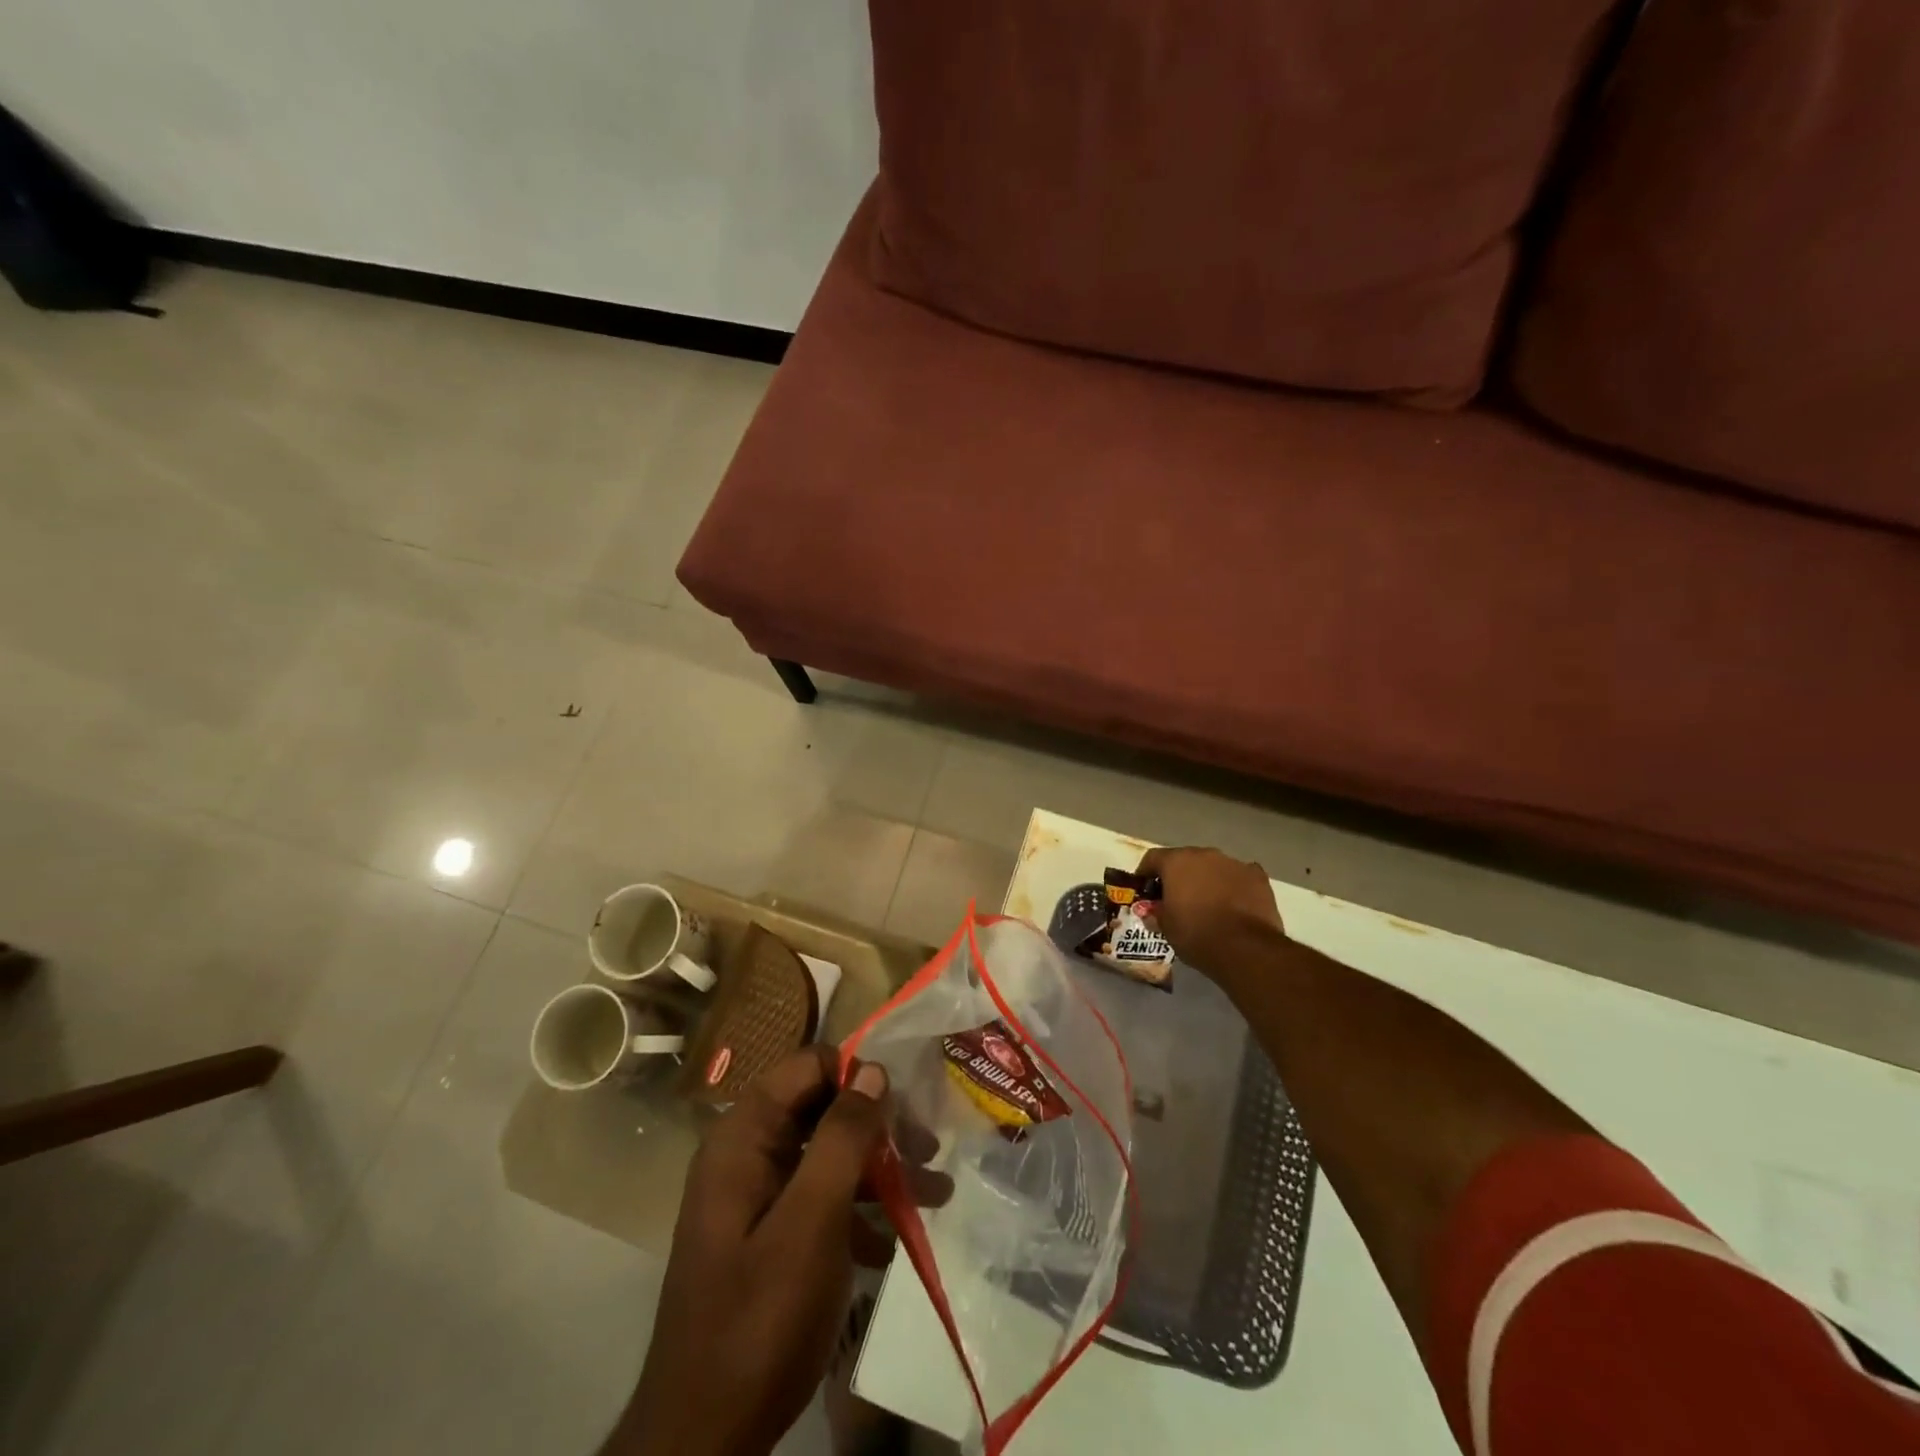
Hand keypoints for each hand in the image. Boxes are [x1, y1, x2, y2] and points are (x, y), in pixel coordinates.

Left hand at [612, 1046, 894, 1455]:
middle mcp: (746, 1156)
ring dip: (877, 1170)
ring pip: (825, 1156)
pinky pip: (819, 1200)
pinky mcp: (767, 1238)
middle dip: (876, 1125)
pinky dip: (857, 1211)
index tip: (904, 1102)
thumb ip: (842, 1137)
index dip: (855, 1074)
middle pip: (819, 1110)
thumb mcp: (812, 1220)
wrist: (704, 1441)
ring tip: (934, 1192)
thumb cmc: (760, 1319)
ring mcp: (755, 1199)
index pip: (805, 1067)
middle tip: (929, 1148)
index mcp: (743, 1137)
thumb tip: (873, 1069)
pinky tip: (892, 1243)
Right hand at [1136, 845, 1285, 979]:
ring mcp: (1234, 863)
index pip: (1153, 858)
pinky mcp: (1258, 877)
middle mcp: (1205, 854)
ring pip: (1214, 867)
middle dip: (1179, 876)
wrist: (1246, 948)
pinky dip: (1234, 886)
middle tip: (1176, 898)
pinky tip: (1234, 904)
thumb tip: (1153, 911)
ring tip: (1207, 903)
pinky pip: (1239, 876)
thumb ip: (1157, 913)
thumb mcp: (1166, 928)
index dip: (1145, 873)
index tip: (1144, 890)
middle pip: (1185, 860)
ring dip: (1207, 879)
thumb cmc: (1196, 934)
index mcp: (1176, 862)